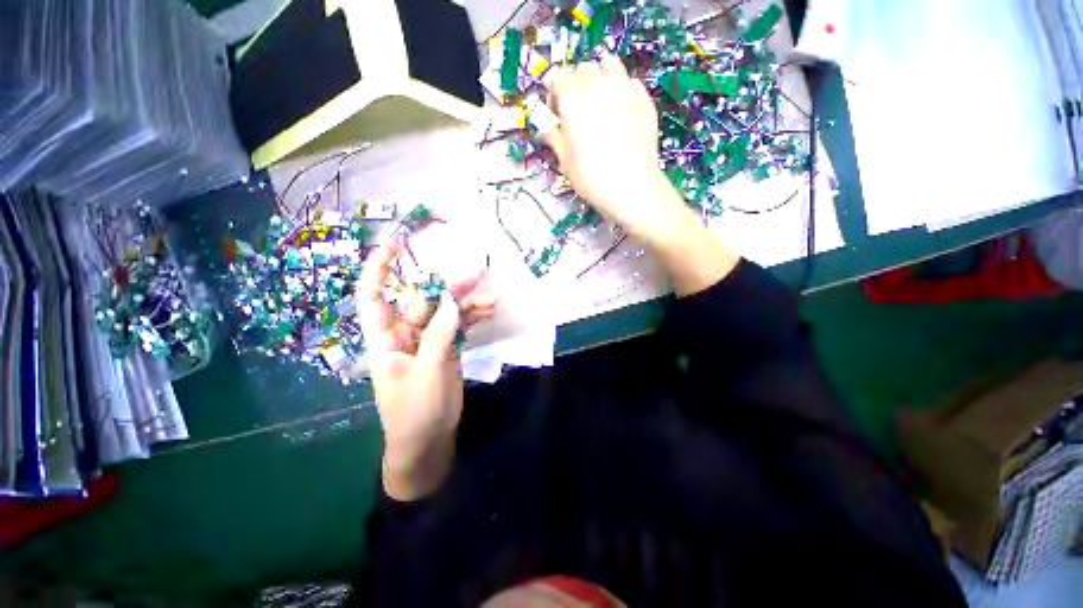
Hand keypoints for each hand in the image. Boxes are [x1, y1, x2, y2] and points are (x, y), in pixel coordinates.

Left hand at [356, 238, 496, 500]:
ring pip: (446, 312)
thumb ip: (438, 337)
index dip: (380, 267)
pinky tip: (490, 311)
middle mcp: (404, 334)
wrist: (428, 443)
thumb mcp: (426, 375)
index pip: (374, 296)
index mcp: (385, 340)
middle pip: (424, 301)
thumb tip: (449, 301)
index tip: (395, 242)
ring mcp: (428, 341)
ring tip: (491, 295)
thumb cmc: (415, 414)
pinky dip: (473, 318)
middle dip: (448, 286)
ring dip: (467, 302)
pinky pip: (459, 326)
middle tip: (477, 274)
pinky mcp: (446, 349)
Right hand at [546, 54, 681, 240]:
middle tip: (578, 108)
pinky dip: (622, 88)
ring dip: (600, 76)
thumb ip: (554, 137)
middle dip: (576, 83)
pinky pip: (630, 80)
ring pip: (609, 64)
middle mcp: (598, 87)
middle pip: (583, 68)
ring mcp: (624, 89)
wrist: (632, 188)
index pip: (559, 77)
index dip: (555, 93)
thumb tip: (547, 126)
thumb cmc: (593, 180)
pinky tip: (621, 109)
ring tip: (600, 100)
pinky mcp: (644, 98)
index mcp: (573, 102)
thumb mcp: (566, 163)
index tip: (556, 111)